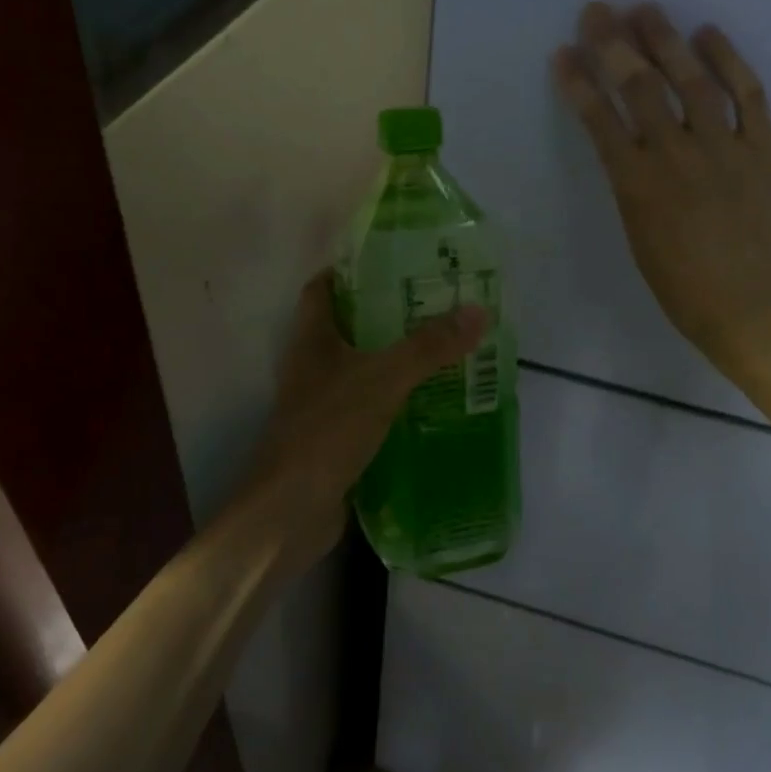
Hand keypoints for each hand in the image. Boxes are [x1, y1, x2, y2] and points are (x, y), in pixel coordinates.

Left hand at [232, 271, 487, 572]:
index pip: (322, 288)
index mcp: (311, 340)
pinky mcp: (333, 436)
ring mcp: (319, 404)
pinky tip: (428, 401)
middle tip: (433, 304)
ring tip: (440, 348)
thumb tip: (477, 312)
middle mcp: (310, 366)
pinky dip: (393, 399)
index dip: (349, 270)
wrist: (293, 509)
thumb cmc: (329, 429)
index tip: (391, 262)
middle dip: (385, 314)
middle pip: (346, 326)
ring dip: (392, 358)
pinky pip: (367, 406)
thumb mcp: (384, 380)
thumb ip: (428, 347)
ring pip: (359, 368)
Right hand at [552, 2, 770, 386]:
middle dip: (614, 44)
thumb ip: (632, 187)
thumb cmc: (685, 290)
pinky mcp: (765, 149)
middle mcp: (676, 156)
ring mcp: (725, 147)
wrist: (756, 311)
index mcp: (637, 185)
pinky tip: (708, 34)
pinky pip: (748, 93)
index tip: (563, 54)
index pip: (600, 120)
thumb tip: (628, 149)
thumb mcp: (639, 240)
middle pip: (641, 87)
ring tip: (646, 9)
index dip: (579, 82)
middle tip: (598, 11)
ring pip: (692, 80)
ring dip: (666, 40)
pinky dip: (728, 59)